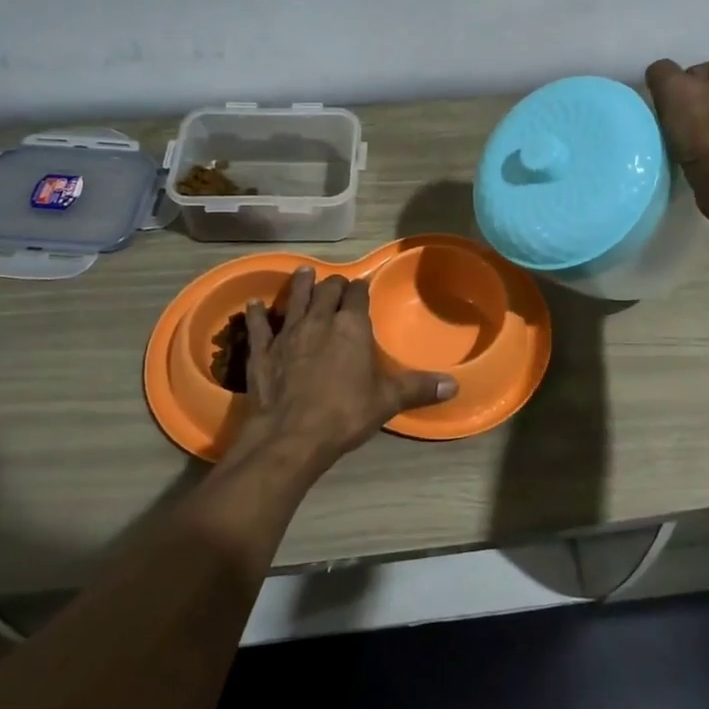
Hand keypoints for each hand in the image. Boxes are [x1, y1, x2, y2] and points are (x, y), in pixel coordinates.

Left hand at [235, 266, 456, 467]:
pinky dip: (257, 314)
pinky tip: (254, 305)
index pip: (357, 295)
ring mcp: (287, 333)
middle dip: (333, 285)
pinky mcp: (262, 351)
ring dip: (301, 285)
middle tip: (336, 283)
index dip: (360, 289)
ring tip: (305, 272)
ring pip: (295, 300)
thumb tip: (454, 385)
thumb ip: (418, 388)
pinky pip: (259, 325)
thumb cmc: (345, 414)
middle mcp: (319, 321)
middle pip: (327, 291)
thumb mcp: (387, 401)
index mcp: (351, 327)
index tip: (362, 287)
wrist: (291, 436)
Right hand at [645, 57, 708, 198]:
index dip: (683, 90)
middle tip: (680, 127)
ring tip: (691, 145)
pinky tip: (705, 157)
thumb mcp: (672, 90)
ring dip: (707, 128)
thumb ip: (662, 71)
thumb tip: (662, 74)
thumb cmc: (706, 129)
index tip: (675, 110)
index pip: (705, 71)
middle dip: (698, 107)